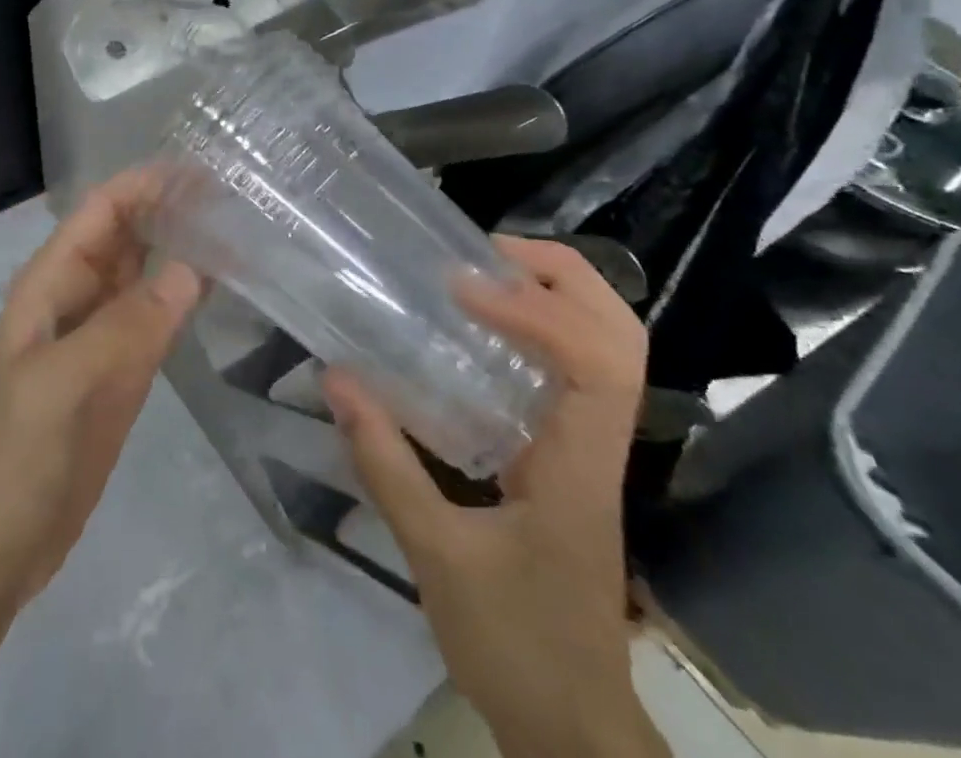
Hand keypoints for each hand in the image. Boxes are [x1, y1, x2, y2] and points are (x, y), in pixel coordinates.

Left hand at [0, 166, 202, 615]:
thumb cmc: (12, 458)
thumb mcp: (61, 385)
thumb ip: (125, 327)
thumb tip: (192, 269)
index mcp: (50, 284)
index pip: (101, 212)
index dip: (146, 184)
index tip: (202, 170)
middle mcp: (77, 298)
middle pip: (127, 235)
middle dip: (171, 208)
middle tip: (236, 195)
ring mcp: (101, 336)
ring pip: (146, 274)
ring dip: (183, 248)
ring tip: (239, 227)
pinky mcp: (122, 373)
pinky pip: (158, 319)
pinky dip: (186, 298)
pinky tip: (222, 285)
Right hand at [321, 237, 667, 757]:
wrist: (574, 728)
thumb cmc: (515, 645)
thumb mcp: (436, 556)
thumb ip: (385, 464)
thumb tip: (337, 379)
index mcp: (580, 466)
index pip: (595, 364)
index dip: (536, 311)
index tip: (463, 289)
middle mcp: (600, 445)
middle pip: (623, 336)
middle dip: (565, 277)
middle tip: (489, 250)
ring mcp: (592, 449)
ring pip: (612, 348)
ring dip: (561, 294)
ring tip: (488, 271)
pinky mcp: (572, 456)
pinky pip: (578, 370)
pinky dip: (544, 328)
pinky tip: (486, 328)